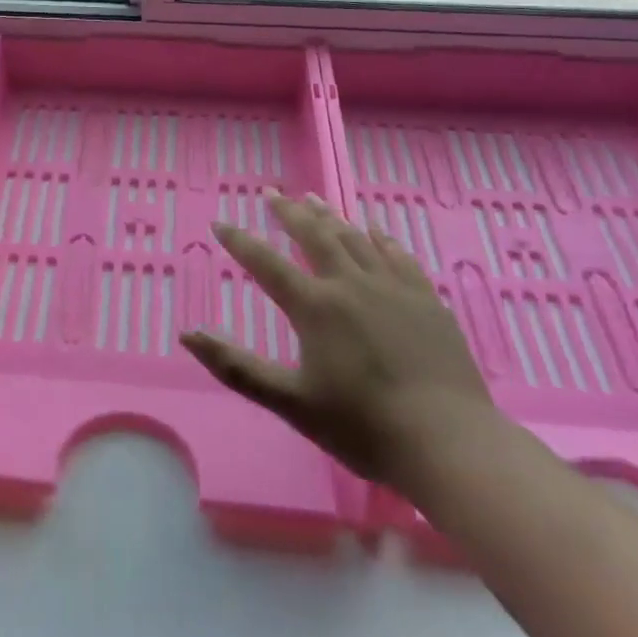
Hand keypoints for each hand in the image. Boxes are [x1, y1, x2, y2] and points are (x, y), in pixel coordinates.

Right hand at [180, 190, 494, 488]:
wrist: (449, 442)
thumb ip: (237, 366)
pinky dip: (379, 238)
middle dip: (289, 213)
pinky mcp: (426, 300)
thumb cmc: (362, 427)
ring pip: (355, 239)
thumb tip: (188, 334)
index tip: (220, 222)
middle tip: (272, 194)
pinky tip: (373, 230)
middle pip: (315, 237)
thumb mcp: (290, 403)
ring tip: (312, 199)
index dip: (240, 242)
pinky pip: (398, 256)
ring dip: (330, 216)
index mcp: (316, 307)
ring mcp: (393, 288)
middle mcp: (351, 285)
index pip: (267, 264)